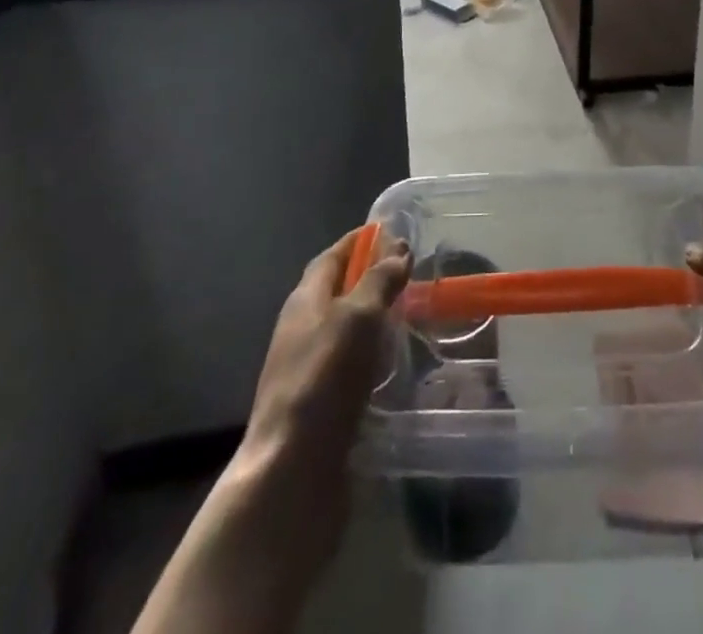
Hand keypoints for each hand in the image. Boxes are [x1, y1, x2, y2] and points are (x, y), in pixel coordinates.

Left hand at [136, 230, 408, 633]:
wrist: (292, 471)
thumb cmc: (325, 378)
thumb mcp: (358, 317)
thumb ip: (379, 280)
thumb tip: (398, 248)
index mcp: (305, 300)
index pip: (332, 257)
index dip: (359, 242)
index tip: (390, 231)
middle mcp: (302, 329)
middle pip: (336, 292)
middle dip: (369, 278)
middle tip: (411, 274)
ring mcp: (308, 370)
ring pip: (344, 330)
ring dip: (373, 319)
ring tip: (411, 316)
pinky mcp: (320, 407)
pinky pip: (349, 366)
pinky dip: (372, 356)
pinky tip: (395, 365)